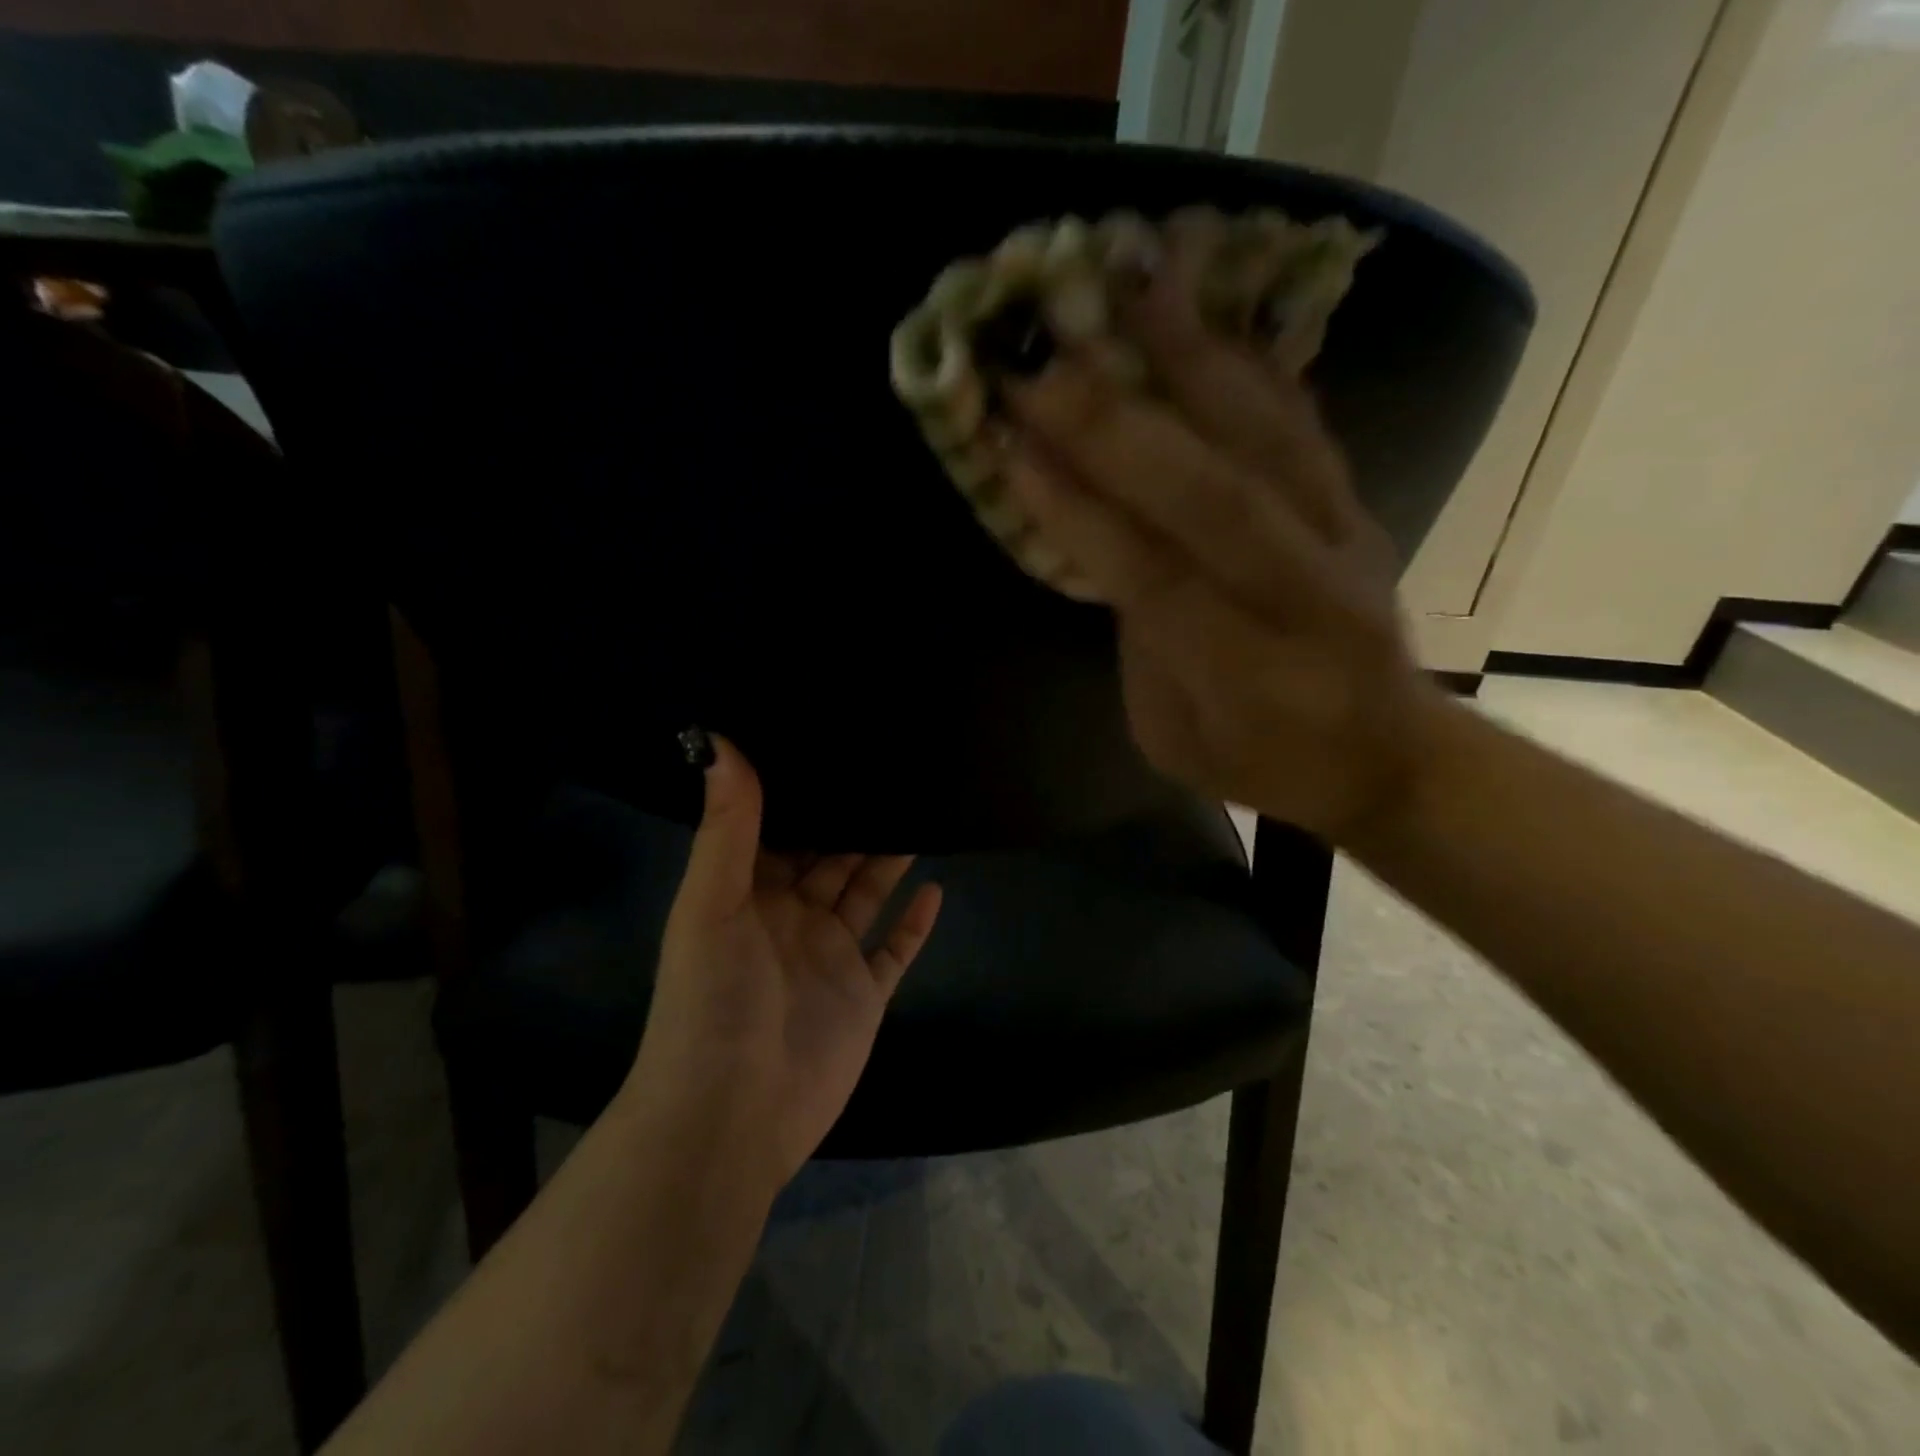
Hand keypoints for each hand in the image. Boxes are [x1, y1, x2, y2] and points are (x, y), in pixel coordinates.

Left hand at [624, 738, 942, 1188]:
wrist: (731, 1117)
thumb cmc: (711, 1002)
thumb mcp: (711, 904)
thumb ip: (726, 827)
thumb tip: (718, 740)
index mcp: (749, 895)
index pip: (779, 830)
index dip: (803, 792)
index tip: (833, 744)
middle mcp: (791, 919)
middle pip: (831, 856)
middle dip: (855, 818)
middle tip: (892, 768)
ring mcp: (830, 957)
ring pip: (866, 894)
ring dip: (888, 859)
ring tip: (921, 811)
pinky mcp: (864, 994)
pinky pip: (895, 949)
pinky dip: (915, 923)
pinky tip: (936, 888)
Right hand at [1000, 244, 1451, 843]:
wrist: (1387, 754)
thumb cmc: (1263, 762)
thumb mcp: (1174, 740)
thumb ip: (1141, 646)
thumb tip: (1105, 543)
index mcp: (1247, 673)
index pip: (1155, 576)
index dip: (1080, 510)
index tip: (1011, 442)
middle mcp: (1305, 594)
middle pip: (1211, 491)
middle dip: (1114, 420)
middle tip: (1041, 350)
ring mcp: (1343, 538)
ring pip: (1266, 436)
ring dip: (1194, 351)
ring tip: (1135, 270)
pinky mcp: (1356, 505)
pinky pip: (1303, 423)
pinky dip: (1252, 359)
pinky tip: (1209, 302)